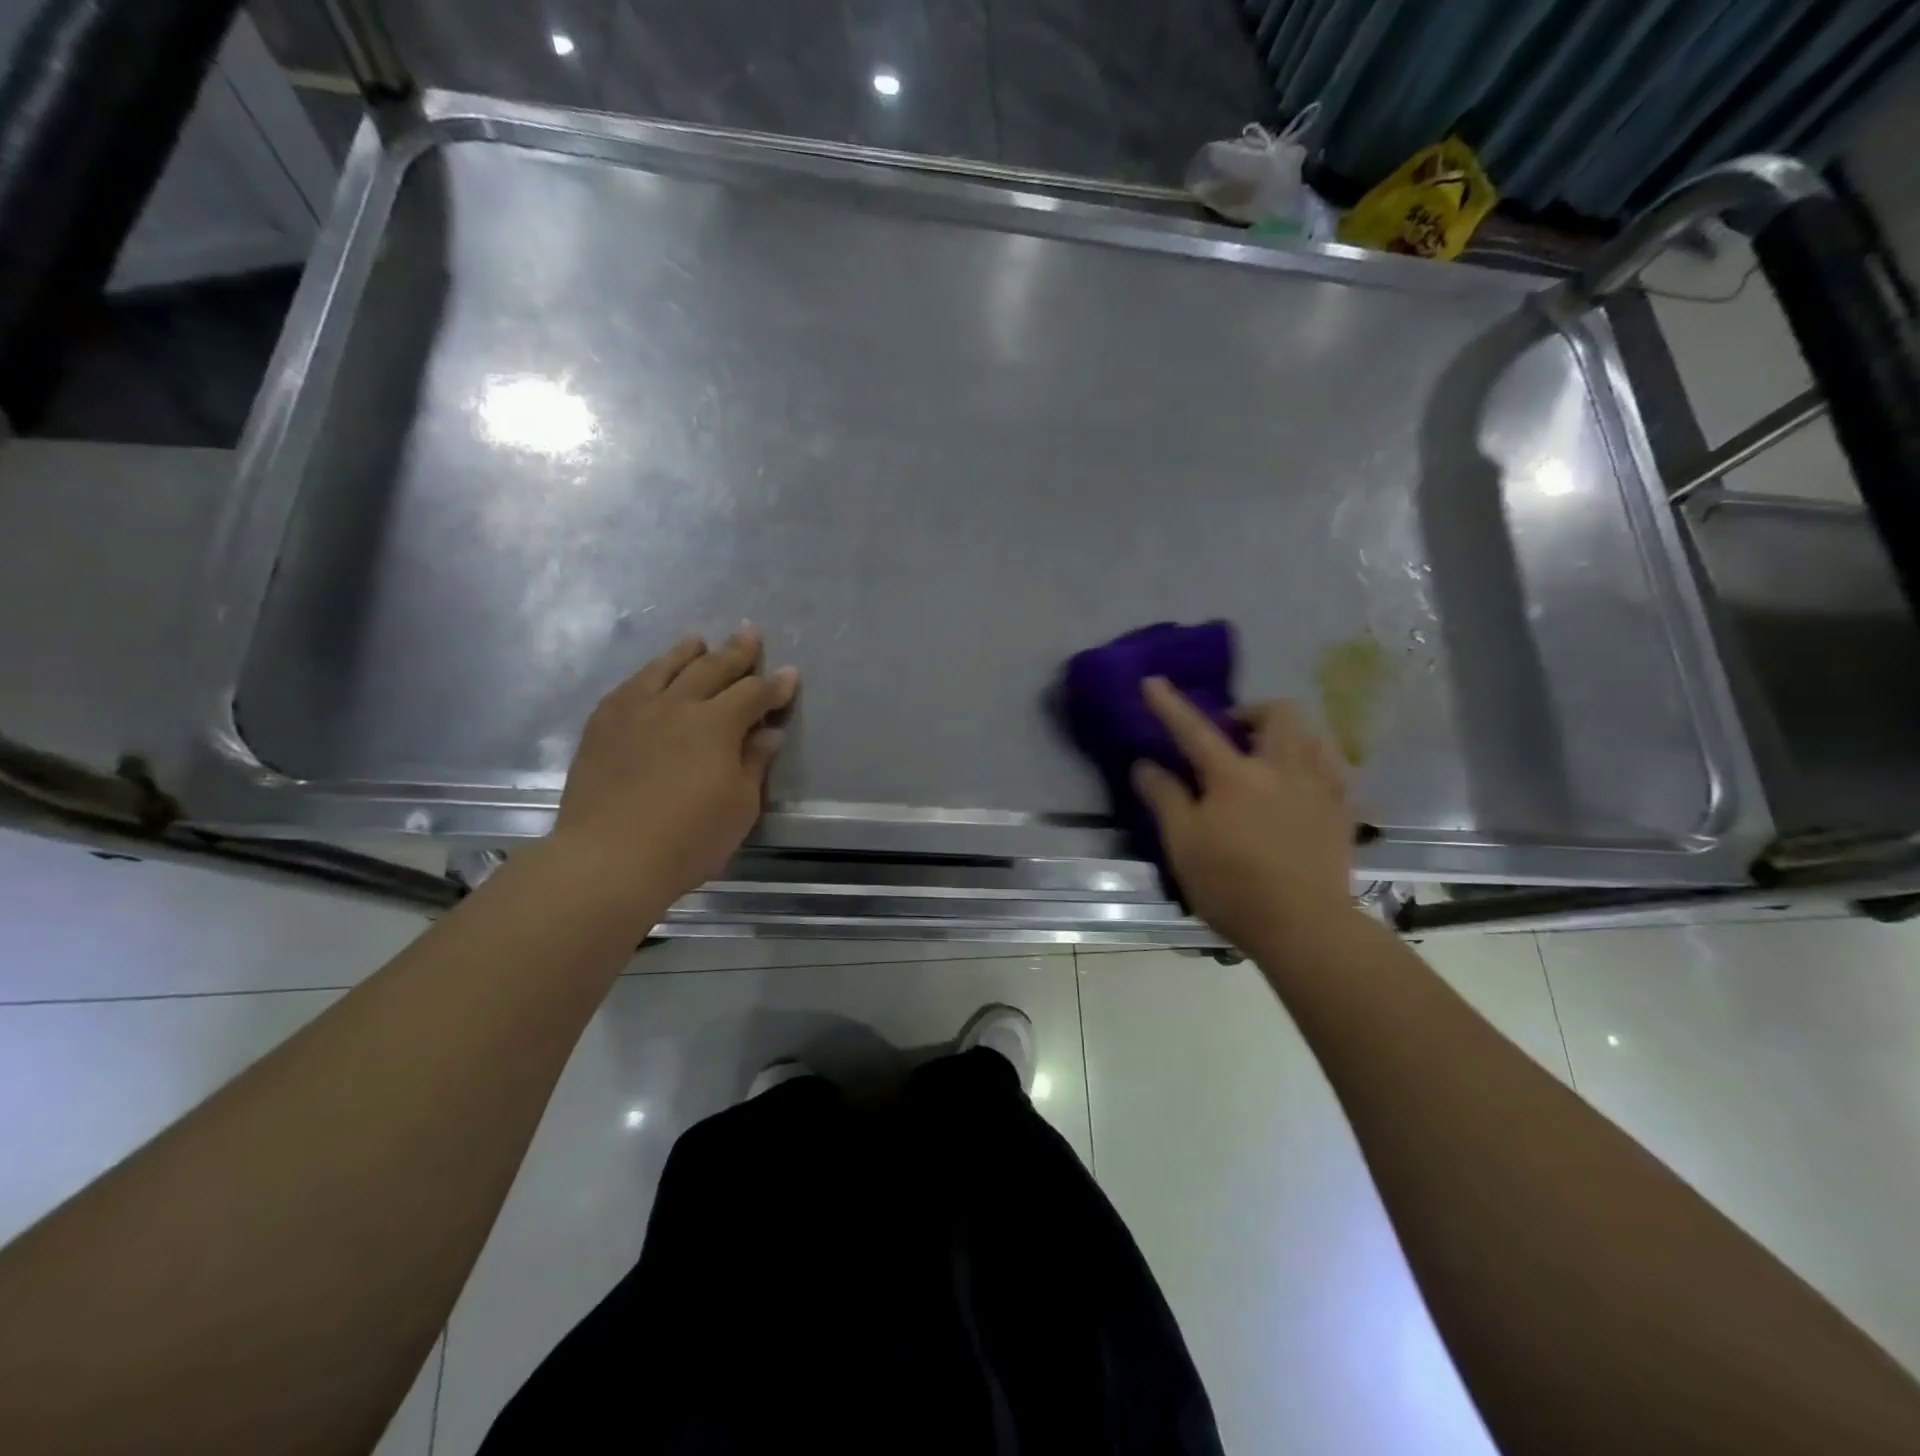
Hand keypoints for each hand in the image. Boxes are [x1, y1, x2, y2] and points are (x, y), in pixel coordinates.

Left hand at [553, 627, 798, 913]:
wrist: (608, 858)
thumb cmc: (688, 839)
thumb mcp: (739, 807)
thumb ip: (753, 763)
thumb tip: (767, 732)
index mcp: (716, 725)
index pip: (753, 694)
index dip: (775, 685)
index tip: (790, 675)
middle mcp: (676, 706)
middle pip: (711, 668)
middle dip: (736, 651)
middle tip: (750, 633)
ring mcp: (635, 712)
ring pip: (665, 669)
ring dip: (686, 652)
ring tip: (697, 640)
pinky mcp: (602, 725)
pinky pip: (629, 687)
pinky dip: (647, 674)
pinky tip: (650, 675)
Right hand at [1132, 677, 1354, 950]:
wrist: (1304, 926)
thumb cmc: (1232, 886)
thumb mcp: (1183, 845)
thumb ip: (1165, 798)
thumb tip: (1145, 765)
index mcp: (1234, 776)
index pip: (1194, 730)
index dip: (1170, 705)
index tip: (1153, 681)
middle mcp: (1280, 769)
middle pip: (1277, 714)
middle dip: (1252, 712)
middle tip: (1232, 735)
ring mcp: (1318, 787)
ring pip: (1311, 735)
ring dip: (1285, 734)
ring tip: (1266, 757)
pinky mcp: (1342, 811)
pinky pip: (1331, 767)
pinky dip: (1311, 762)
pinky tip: (1299, 785)